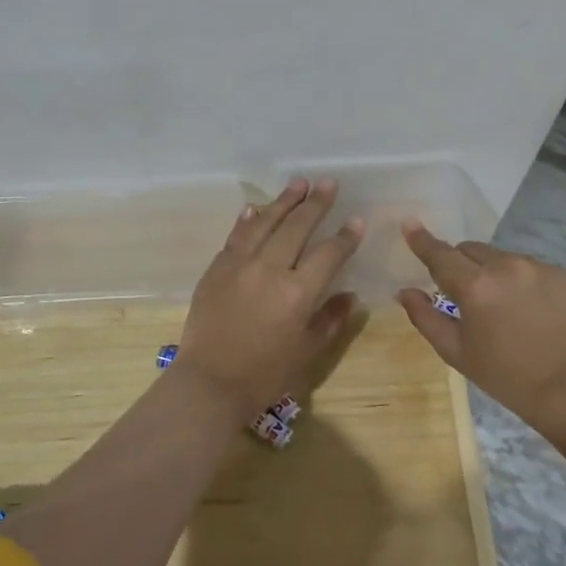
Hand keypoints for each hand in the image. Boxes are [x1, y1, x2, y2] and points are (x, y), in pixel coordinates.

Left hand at [174, 179, 364, 421]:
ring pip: (266, 223)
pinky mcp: (217, 268)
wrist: (209, 382)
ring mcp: (239, 264)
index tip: (356, 220)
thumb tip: (350, 296)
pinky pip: (236, 236)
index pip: (328, 254)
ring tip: (299, 183)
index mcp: (297, 292)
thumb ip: (330, 320)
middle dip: (316, 204)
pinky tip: (256, 208)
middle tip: (328, 183)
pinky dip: (248, 219)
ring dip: (284, 201)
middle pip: (297, 227)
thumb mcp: (307, 352)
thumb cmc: (264, 374)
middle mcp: (269, 269)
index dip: (345, 237)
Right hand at [396, 220, 565, 432]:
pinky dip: (518, 279)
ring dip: (490, 271)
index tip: (409, 223)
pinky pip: (526, 265)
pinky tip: (527, 308)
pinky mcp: (559, 272)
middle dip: (460, 265)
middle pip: (469, 250)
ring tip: (501, 306)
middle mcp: (505, 266)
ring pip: (499, 256)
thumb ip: (425, 317)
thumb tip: (405, 291)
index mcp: (475, 287)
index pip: (440, 254)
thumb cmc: (504, 374)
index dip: (422, 239)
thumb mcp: (455, 351)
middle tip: (464, 296)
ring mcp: (536, 266)